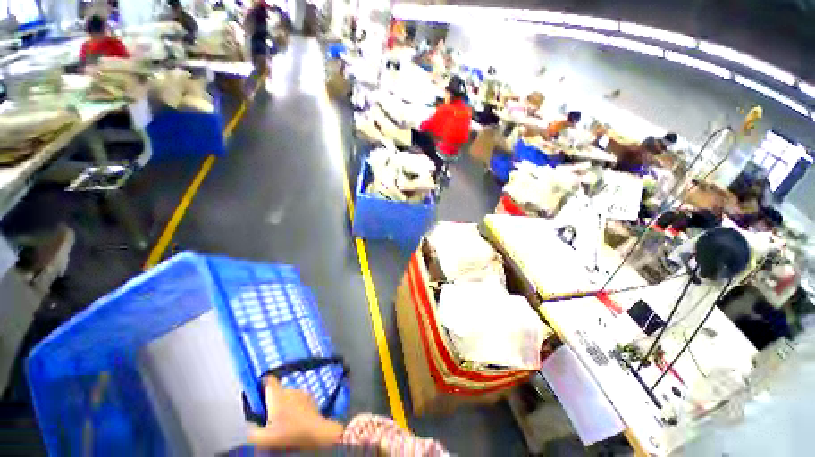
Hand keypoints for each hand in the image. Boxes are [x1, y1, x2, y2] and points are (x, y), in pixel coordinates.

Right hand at [248, 376, 344, 449]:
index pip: (268, 380)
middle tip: (269, 418)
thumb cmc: (289, 433)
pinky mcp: (310, 397)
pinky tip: (294, 420)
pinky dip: (294, 406)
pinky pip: (298, 399)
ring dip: (283, 405)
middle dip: (272, 402)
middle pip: (276, 391)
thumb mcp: (264, 439)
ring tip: (283, 421)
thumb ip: (252, 431)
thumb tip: (249, 425)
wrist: (316, 432)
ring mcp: (301, 392)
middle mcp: (289, 389)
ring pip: (287, 395)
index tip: (257, 396)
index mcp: (277, 395)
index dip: (261, 385)